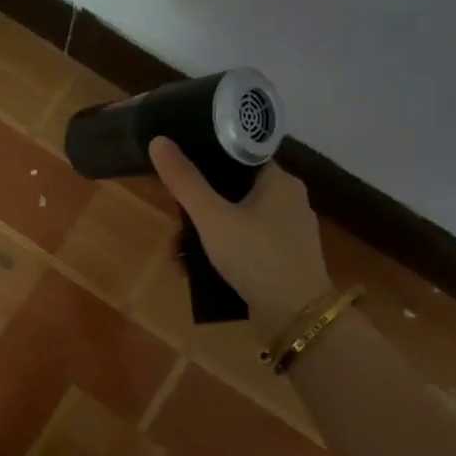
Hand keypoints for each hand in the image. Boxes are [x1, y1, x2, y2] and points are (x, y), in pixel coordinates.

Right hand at [149, 137, 331, 332]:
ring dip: (207, 233)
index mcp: (279, 180)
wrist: (296, 315)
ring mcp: (290, 230)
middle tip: (175, 221)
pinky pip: (248, 242)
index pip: (239, 155)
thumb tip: (158, 140)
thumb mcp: (212, 217)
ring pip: (239, 218)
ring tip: (180, 254)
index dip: (206, 158)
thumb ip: (185, 181)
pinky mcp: (287, 257)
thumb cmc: (256, 256)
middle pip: (234, 189)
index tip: (179, 172)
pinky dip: (225, 250)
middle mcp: (290, 199)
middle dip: (200, 206)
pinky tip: (202, 269)